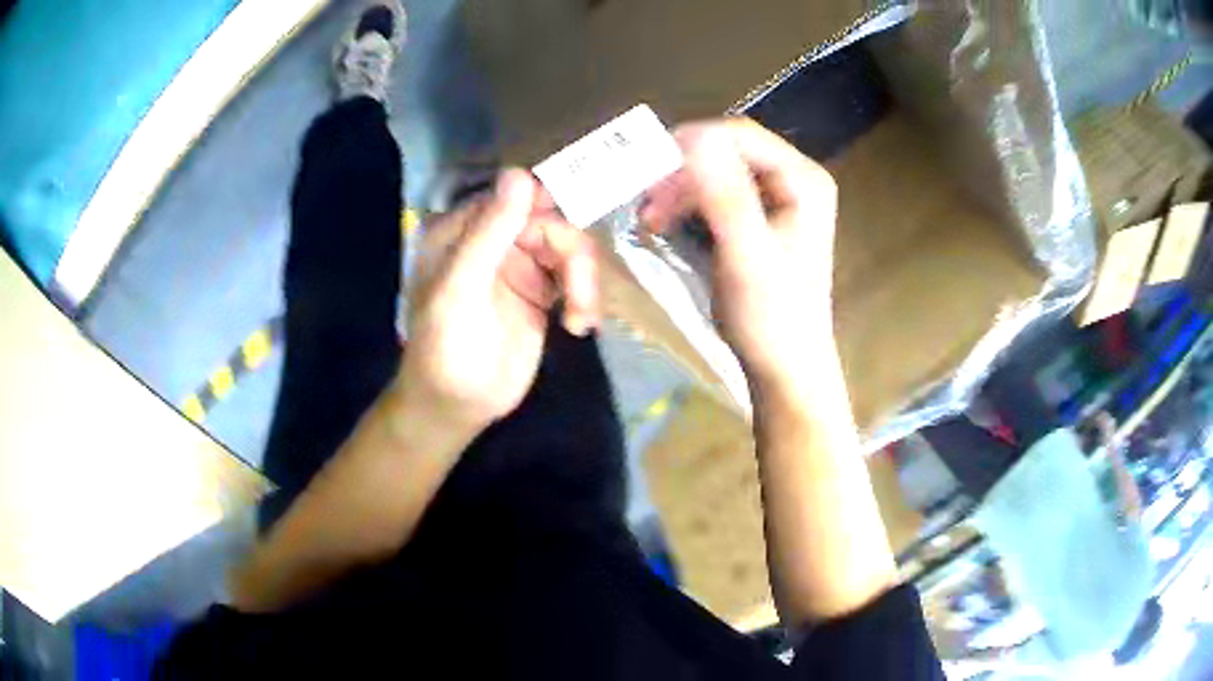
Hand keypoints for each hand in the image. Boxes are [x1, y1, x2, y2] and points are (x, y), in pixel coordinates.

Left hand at [393, 170, 599, 446]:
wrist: (458, 406)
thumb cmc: (445, 349)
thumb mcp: (460, 289)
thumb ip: (489, 232)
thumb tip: (520, 173)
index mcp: (463, 230)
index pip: (514, 196)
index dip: (552, 206)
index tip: (580, 225)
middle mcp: (492, 240)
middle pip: (550, 222)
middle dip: (573, 256)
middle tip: (580, 297)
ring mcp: (519, 265)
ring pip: (569, 249)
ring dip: (584, 281)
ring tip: (581, 320)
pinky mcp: (540, 292)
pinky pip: (575, 277)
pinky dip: (585, 298)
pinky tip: (580, 325)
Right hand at [641, 118, 838, 397]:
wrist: (785, 368)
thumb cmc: (771, 317)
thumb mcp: (746, 255)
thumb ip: (725, 195)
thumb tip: (692, 135)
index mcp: (803, 180)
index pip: (740, 135)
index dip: (691, 142)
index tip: (645, 169)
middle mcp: (794, 180)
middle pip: (728, 150)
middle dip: (681, 170)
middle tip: (644, 201)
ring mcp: (779, 200)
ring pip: (718, 171)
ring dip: (679, 188)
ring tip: (649, 218)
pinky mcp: (761, 220)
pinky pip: (717, 195)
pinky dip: (687, 205)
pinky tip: (666, 224)